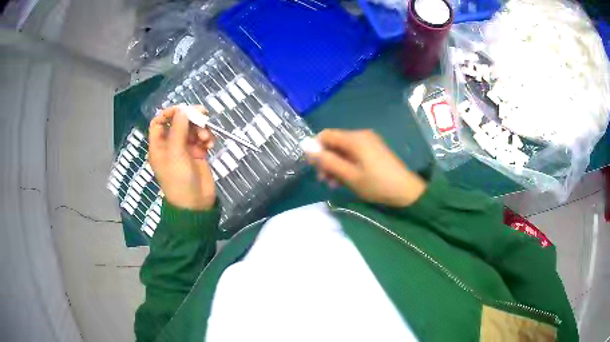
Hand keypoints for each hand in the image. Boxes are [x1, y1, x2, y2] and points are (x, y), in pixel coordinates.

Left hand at [148, 106, 215, 209]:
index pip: (159, 122)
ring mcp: (185, 149)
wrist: (195, 204)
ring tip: (206, 138)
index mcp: (159, 145)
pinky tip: (211, 144)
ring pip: (192, 129)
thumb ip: (179, 129)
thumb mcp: (176, 153)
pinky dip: (207, 138)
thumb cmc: (179, 179)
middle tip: (203, 115)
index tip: (183, 109)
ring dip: (201, 129)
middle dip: (190, 118)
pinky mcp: (198, 154)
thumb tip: (183, 109)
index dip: (169, 113)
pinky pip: (202, 139)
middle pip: (179, 123)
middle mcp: (171, 145)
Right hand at [307, 129, 426, 206]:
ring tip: (333, 184)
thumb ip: (327, 161)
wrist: (406, 191)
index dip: (315, 148)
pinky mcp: (373, 150)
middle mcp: (361, 135)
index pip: (326, 135)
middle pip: (334, 142)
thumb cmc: (377, 184)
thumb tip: (306, 147)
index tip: (313, 167)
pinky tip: (344, 180)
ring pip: (342, 150)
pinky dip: (346, 165)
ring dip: (335, 165)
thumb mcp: (349, 175)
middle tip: (323, 180)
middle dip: (325, 160)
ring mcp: (368, 142)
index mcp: (355, 138)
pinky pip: (353, 154)